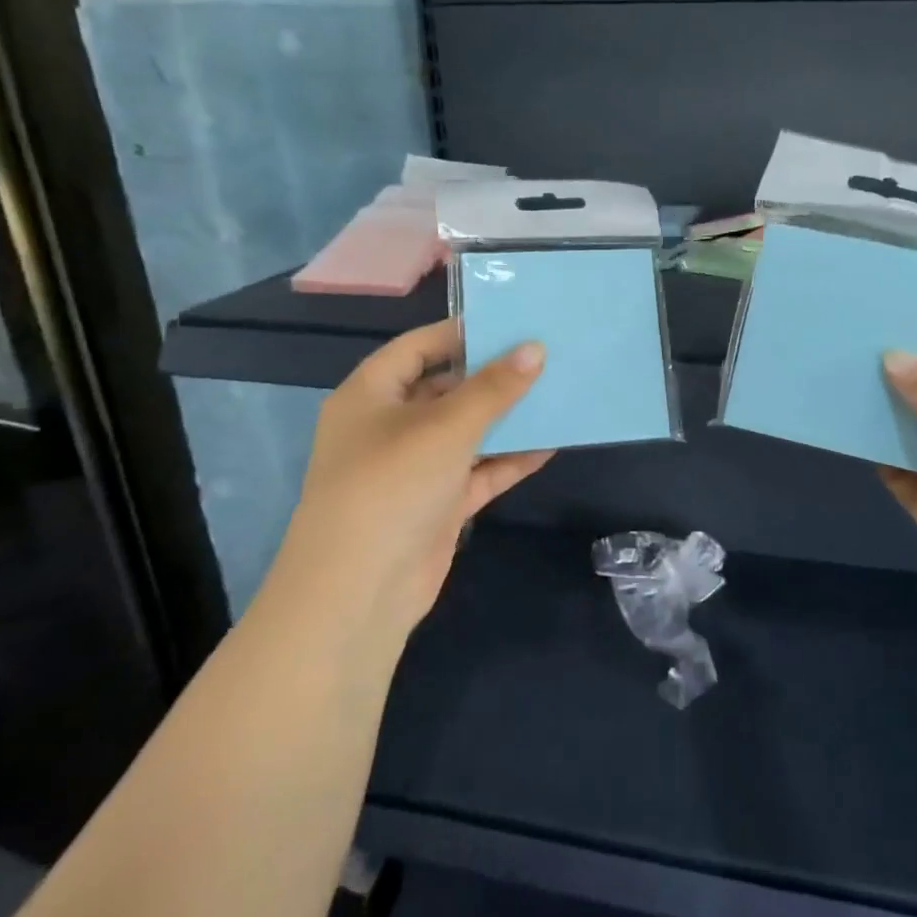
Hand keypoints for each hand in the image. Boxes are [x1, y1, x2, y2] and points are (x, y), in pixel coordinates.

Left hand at [257, 320, 551, 656]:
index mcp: (370, 395)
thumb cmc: (391, 485)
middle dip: (493, 376)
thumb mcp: (446, 427)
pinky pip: (478, 471)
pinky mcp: (437, 504)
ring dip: (506, 419)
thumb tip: (535, 349)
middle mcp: (389, 426)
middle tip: (545, 356)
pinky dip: (508, 460)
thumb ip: (494, 388)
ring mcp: (414, 468)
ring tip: (556, 394)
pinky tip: (550, 445)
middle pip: (446, 389)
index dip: (462, 333)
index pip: (418, 347)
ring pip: (466, 432)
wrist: (359, 591)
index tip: (512, 324)